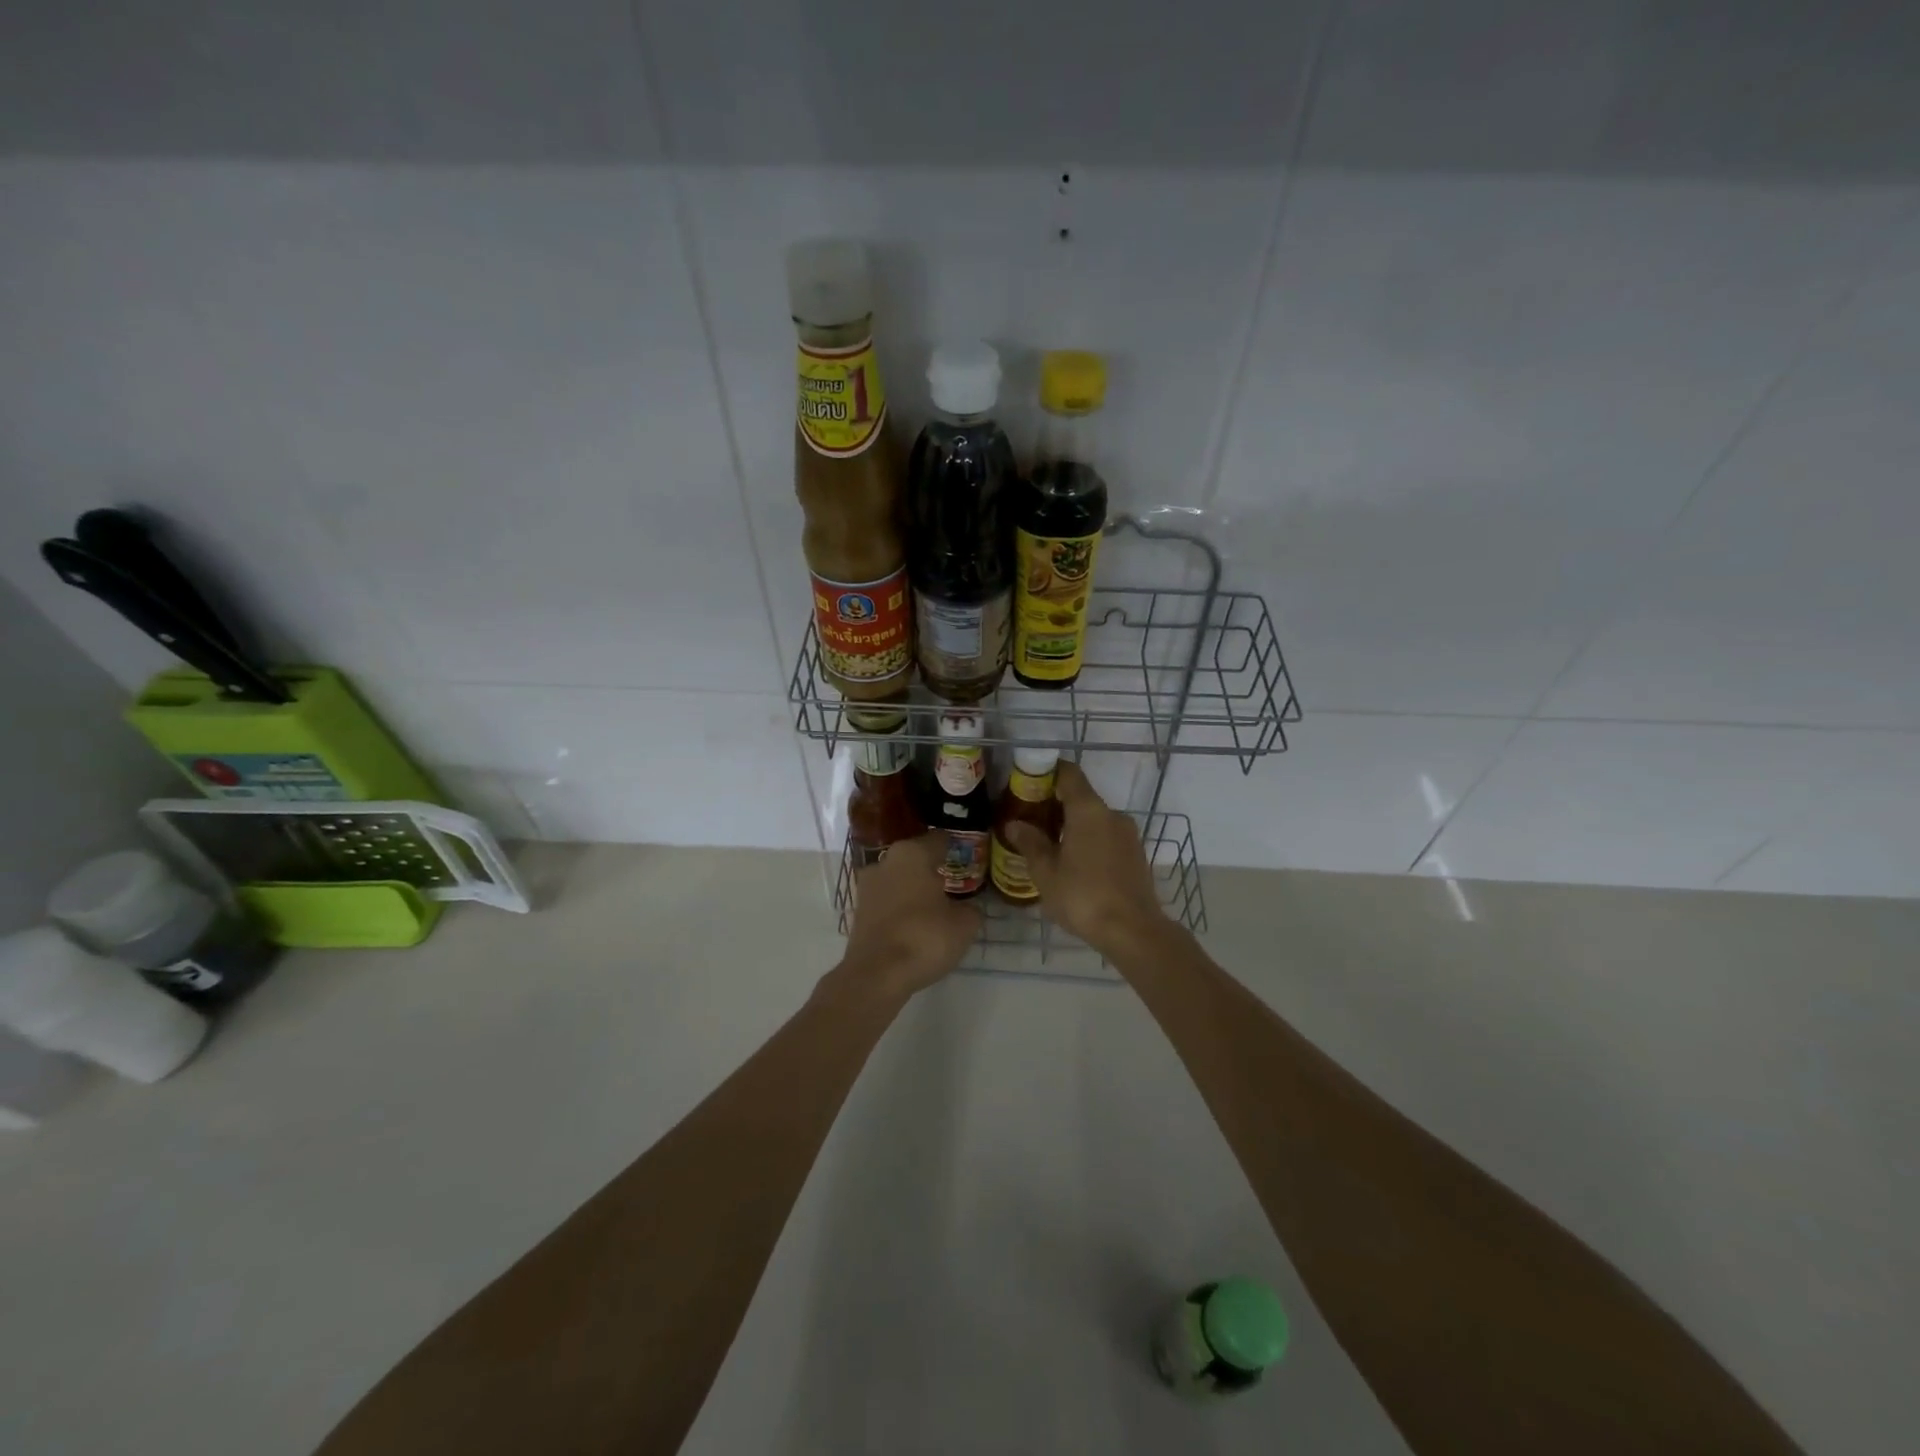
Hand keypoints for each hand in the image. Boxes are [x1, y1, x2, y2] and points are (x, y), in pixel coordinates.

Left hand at [832, 832, 979, 1004]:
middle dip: (933, 868)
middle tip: (954, 883)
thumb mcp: (964, 924)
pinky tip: (915, 923)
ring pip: (898, 879)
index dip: (956, 848)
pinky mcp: (858, 911)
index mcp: (912, 853)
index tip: (969, 857)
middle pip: (916, 858)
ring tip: (936, 905)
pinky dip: (900, 908)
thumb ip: (971, 909)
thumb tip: (967, 908)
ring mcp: (867, 886)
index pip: (939, 840)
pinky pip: (887, 901)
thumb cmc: (925, 937)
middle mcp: (886, 861)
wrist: (876, 975)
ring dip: (914, 888)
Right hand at [1002, 762, 1171, 958]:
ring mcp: (1128, 834)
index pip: (1069, 774)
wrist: (1133, 931)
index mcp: (1088, 810)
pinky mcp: (1135, 854)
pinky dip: (1088, 841)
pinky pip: (1106, 836)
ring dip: (1072, 825)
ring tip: (1048, 846)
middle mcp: (1111, 814)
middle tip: (1030, 821)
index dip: (1048, 772)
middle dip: (1055, 804)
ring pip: (1094, 819)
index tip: (1028, 782)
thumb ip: (1030, 843)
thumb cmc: (1083, 896)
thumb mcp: (1046, 872)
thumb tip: (1014, 824)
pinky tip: (1073, 864)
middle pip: (1081, 797)